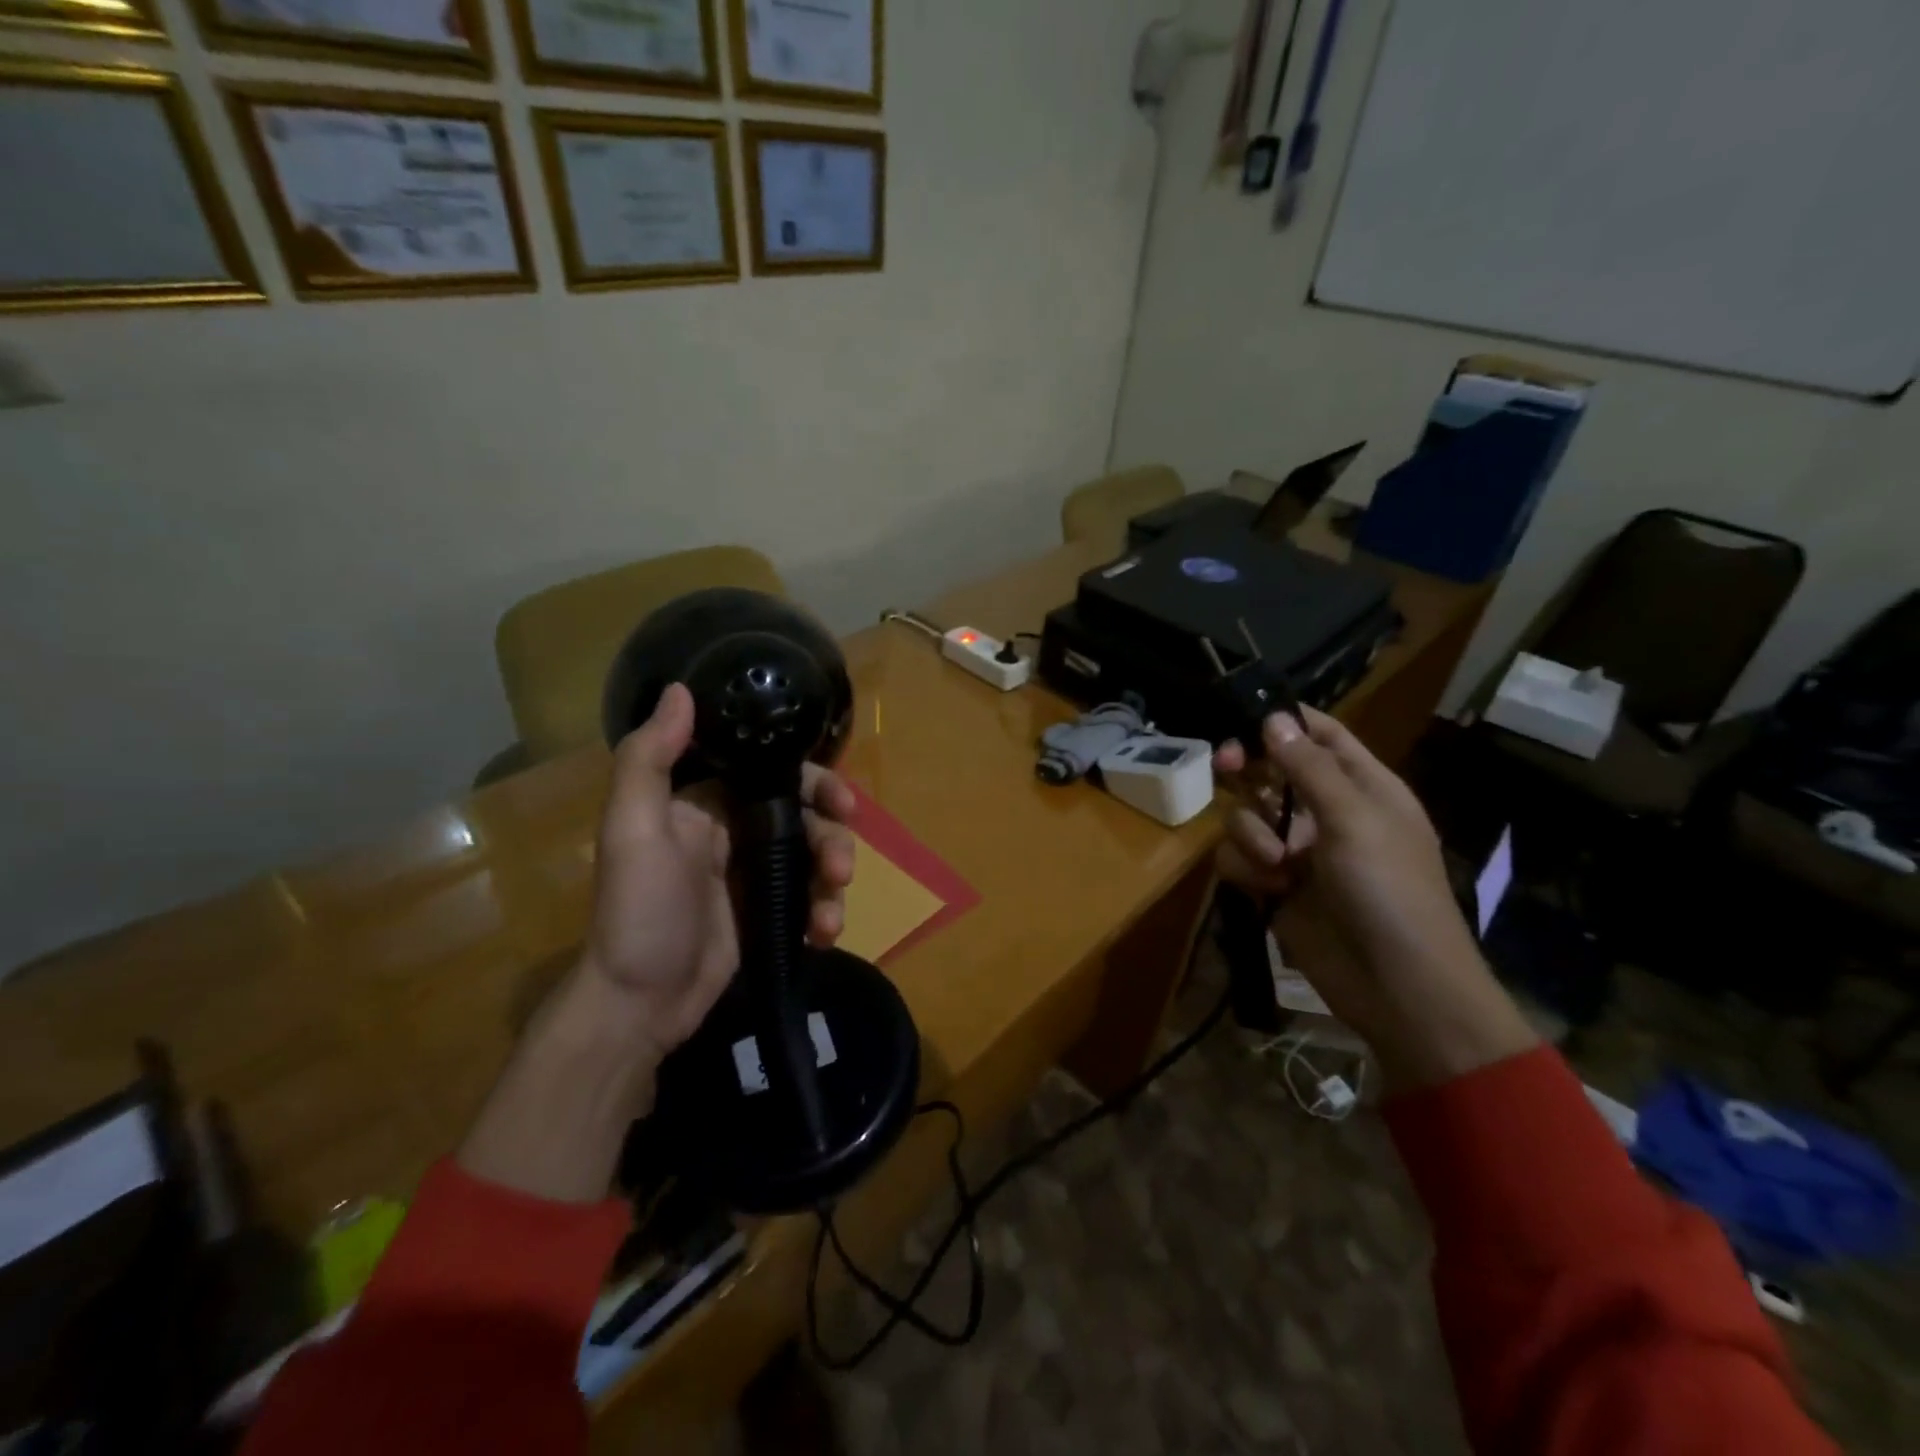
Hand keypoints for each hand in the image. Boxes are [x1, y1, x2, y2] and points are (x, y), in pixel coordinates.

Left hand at [584, 682, 858, 1062]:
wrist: (638, 1005)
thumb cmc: (637, 912)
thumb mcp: (632, 830)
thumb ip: (650, 759)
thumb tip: (682, 688)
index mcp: (705, 804)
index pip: (772, 771)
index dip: (812, 777)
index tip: (840, 797)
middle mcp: (735, 830)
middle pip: (805, 813)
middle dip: (833, 832)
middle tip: (844, 862)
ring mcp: (754, 874)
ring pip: (815, 855)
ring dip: (835, 875)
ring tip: (831, 909)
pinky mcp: (769, 913)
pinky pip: (812, 898)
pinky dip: (826, 911)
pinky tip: (824, 933)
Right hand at [1214, 708, 1536, 1090]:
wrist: (1396, 986)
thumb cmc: (1389, 891)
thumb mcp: (1353, 819)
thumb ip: (1308, 767)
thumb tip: (1272, 717)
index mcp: (1362, 786)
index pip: (1321, 734)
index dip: (1285, 719)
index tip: (1243, 711)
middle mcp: (1326, 811)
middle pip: (1271, 770)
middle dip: (1247, 768)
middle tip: (1224, 764)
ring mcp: (1298, 850)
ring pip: (1246, 815)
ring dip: (1251, 834)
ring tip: (1276, 864)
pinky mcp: (1273, 885)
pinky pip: (1237, 858)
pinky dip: (1245, 868)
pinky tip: (1267, 888)